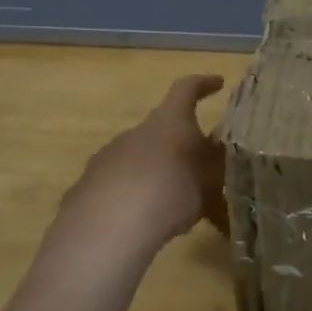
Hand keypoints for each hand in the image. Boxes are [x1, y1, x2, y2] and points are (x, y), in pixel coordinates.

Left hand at [53, 75, 227, 254]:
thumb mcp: (210, 179)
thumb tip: (221, 149)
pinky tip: (148, 222)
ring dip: (161, 175)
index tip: (217, 83)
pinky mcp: (90, 184)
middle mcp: (138, 131)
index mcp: (170, 120)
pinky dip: (138, 197)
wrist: (108, 226)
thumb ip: (217, 163)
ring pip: (144, 160)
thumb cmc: (171, 191)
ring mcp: (110, 156)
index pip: (187, 89)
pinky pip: (123, 185)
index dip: (203, 84)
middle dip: (184, 147)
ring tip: (179, 206)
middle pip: (165, 130)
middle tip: (203, 172)